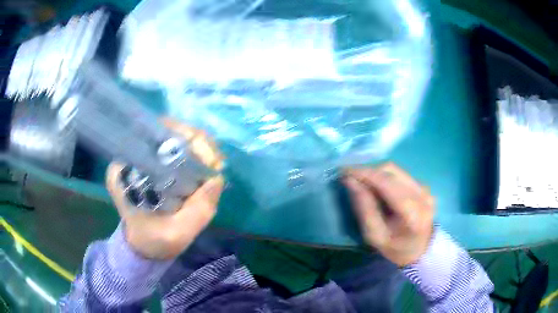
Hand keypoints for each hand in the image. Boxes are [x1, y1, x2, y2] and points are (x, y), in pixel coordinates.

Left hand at [105, 118, 223, 259]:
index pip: (150, 137)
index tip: (204, 158)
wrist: (145, 244)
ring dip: (198, 146)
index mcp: (125, 173)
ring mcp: (142, 157)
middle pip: (164, 131)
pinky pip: (176, 146)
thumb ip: (197, 212)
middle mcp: (130, 158)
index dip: (180, 140)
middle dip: (194, 142)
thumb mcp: (176, 234)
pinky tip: (207, 164)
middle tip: (214, 162)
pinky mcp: (153, 160)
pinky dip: (195, 152)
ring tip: (214, 164)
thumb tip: (217, 178)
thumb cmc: (154, 241)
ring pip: (173, 136)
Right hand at [344, 163, 433, 266]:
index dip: (365, 174)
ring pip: (395, 170)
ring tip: (362, 182)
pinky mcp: (423, 185)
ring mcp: (425, 188)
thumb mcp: (374, 236)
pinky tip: (376, 186)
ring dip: (375, 173)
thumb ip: (364, 208)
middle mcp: (422, 195)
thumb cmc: (395, 248)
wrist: (419, 250)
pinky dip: (384, 177)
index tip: (344, 172)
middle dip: (368, 171)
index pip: (387, 184)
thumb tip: (350, 181)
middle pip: (391, 171)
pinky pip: (400, 174)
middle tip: (351, 178)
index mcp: (412, 213)